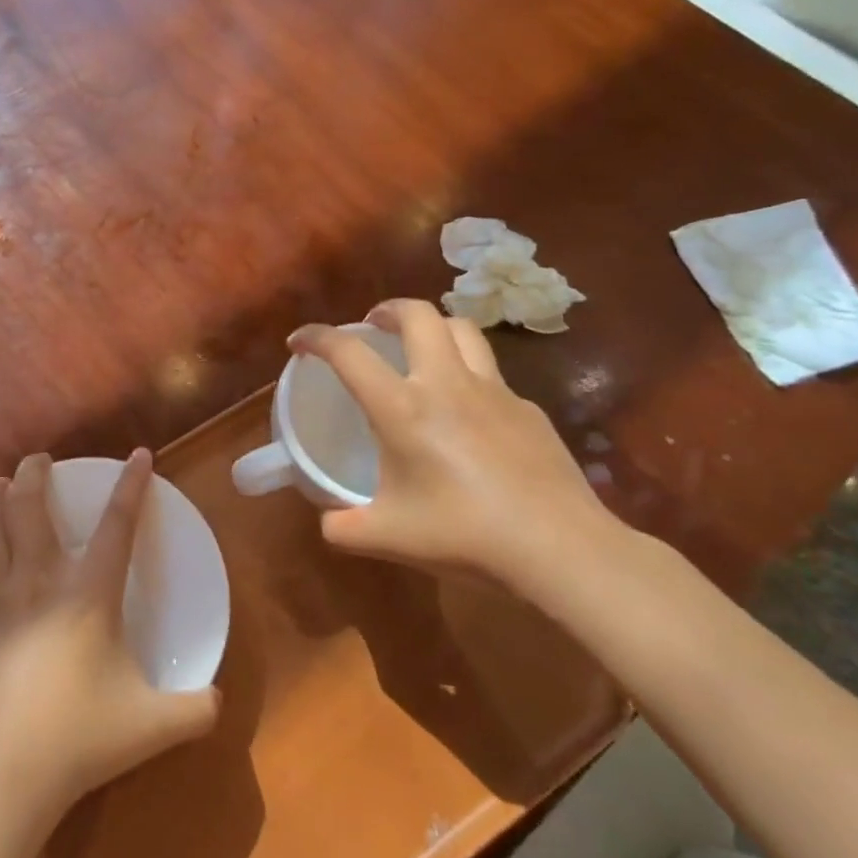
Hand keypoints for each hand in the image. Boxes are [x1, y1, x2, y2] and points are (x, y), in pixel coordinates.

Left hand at [0, 449, 220, 822]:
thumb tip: (219, 703)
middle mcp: (37, 584)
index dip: (131, 486)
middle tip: (36, 461)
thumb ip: (195, 710)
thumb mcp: (154, 726)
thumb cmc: (80, 738)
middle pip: (29, 509)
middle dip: (32, 474)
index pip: (118, 526)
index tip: (139, 454)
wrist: (3, 773)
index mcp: (88, 594)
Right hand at [288, 300, 619, 588]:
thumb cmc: (464, 536)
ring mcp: (494, 391)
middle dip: (387, 309)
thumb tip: (327, 520)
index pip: (348, 353)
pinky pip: (491, 374)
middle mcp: (446, 384)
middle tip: (371, 326)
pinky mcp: (527, 409)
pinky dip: (467, 374)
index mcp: (402, 409)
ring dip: (432, 327)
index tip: (299, 342)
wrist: (559, 548)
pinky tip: (466, 412)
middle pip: (418, 314)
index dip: (316, 338)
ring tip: (419, 347)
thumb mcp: (387, 537)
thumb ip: (343, 526)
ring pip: (462, 329)